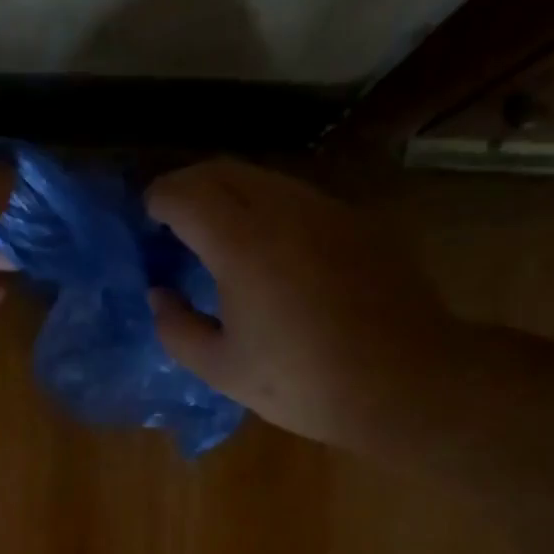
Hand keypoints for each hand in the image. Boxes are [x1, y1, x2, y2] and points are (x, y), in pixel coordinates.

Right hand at [146, 159, 465, 455]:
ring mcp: (327, 209)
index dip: (157, 200)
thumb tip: (160, 295)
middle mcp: (284, 209)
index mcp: (242, 243)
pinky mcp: (357, 222)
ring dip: (229, 194)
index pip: (184, 194)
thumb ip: (177, 328)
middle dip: (188, 186)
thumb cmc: (304, 382)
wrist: (407, 382)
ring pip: (263, 178)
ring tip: (217, 233)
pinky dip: (267, 208)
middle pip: (222, 170)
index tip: (146, 218)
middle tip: (172, 220)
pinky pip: (298, 198)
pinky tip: (270, 249)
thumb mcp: (222, 369)